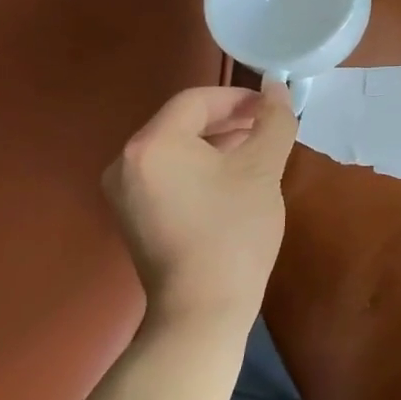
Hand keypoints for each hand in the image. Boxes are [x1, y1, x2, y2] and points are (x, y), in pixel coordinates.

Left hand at [102, 82, 299, 333]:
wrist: (201, 312)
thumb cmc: (233, 232)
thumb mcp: (263, 169)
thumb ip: (274, 120)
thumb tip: (277, 87)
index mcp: (152, 143)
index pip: (197, 100)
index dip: (238, 97)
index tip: (271, 108)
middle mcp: (126, 161)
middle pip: (183, 122)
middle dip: (229, 119)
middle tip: (267, 128)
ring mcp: (123, 191)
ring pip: (176, 148)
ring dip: (216, 142)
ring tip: (256, 152)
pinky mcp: (132, 215)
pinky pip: (167, 172)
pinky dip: (198, 167)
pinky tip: (231, 180)